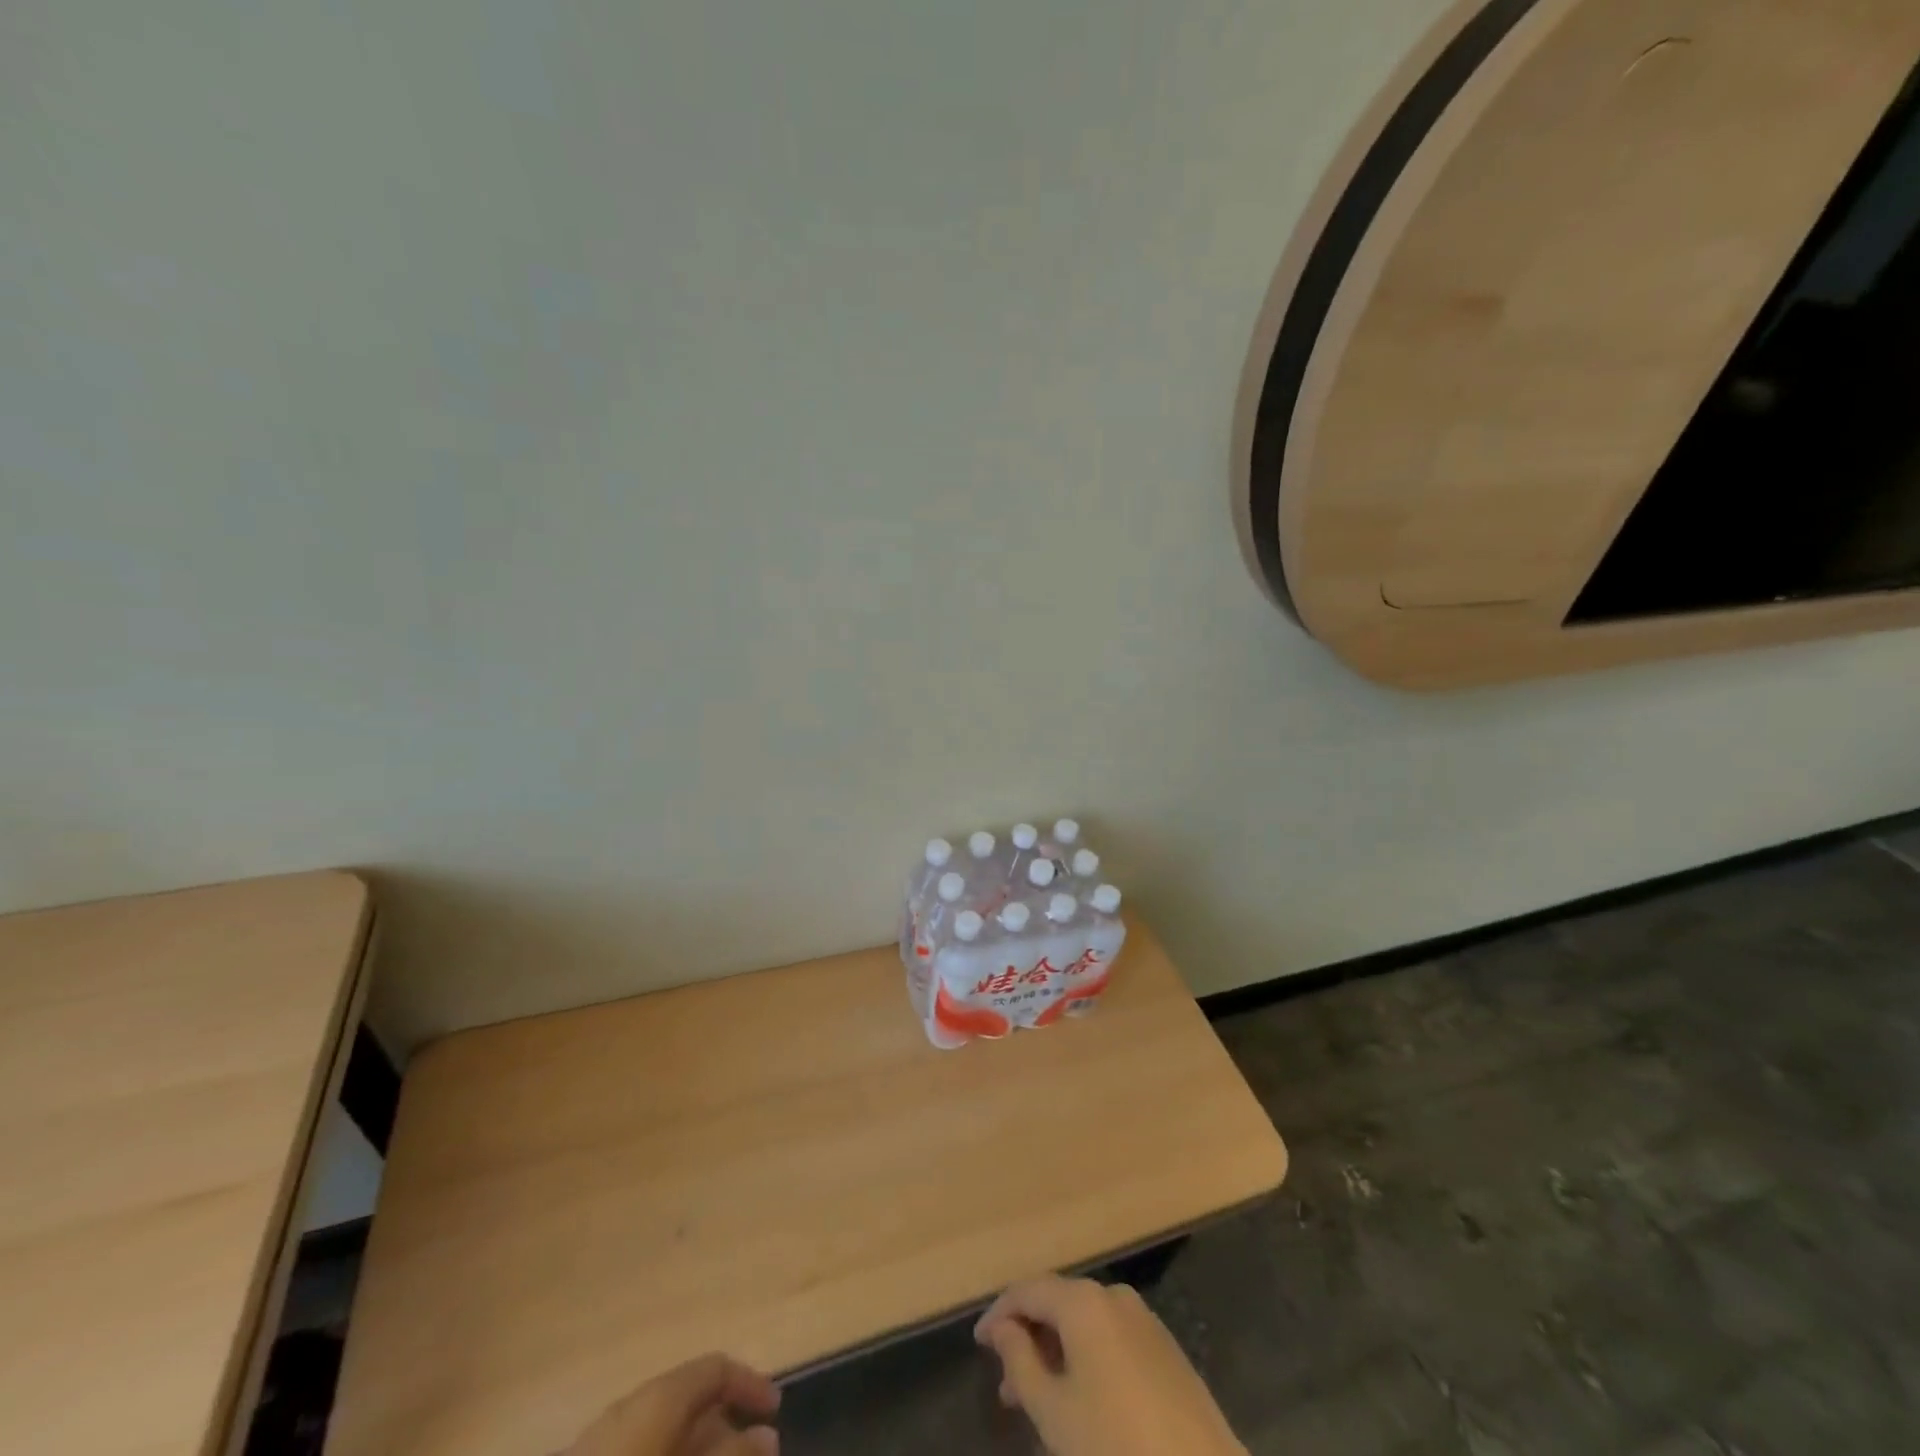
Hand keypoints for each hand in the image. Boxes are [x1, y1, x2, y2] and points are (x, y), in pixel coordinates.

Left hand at [566, 1353, 779, 1455]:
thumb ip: (733, 1454)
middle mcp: (635, 1406)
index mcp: (661, 1396)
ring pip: (667, 1434)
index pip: (716, 1367)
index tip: (775, 1414)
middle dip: (724, 1430)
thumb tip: (768, 1434)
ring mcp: (606, 1440)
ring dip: (698, 1450)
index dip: (750, 1384)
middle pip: (691, 1402)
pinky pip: (643, 1451)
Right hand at [975, 1275, 1245, 1455]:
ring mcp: (1145, 1320)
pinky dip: (1087, 1358)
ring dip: (1057, 1352)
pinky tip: (1080, 1398)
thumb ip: (1020, 1362)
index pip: (1029, 1290)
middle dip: (1029, 1337)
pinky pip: (1112, 1339)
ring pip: (1086, 1324)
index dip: (999, 1314)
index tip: (978, 1343)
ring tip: (1036, 1398)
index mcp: (1084, 1302)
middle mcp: (1113, 1296)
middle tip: (1005, 1383)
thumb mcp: (1054, 1412)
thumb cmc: (1116, 1446)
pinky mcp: (1166, 1350)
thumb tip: (1003, 1329)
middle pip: (1058, 1303)